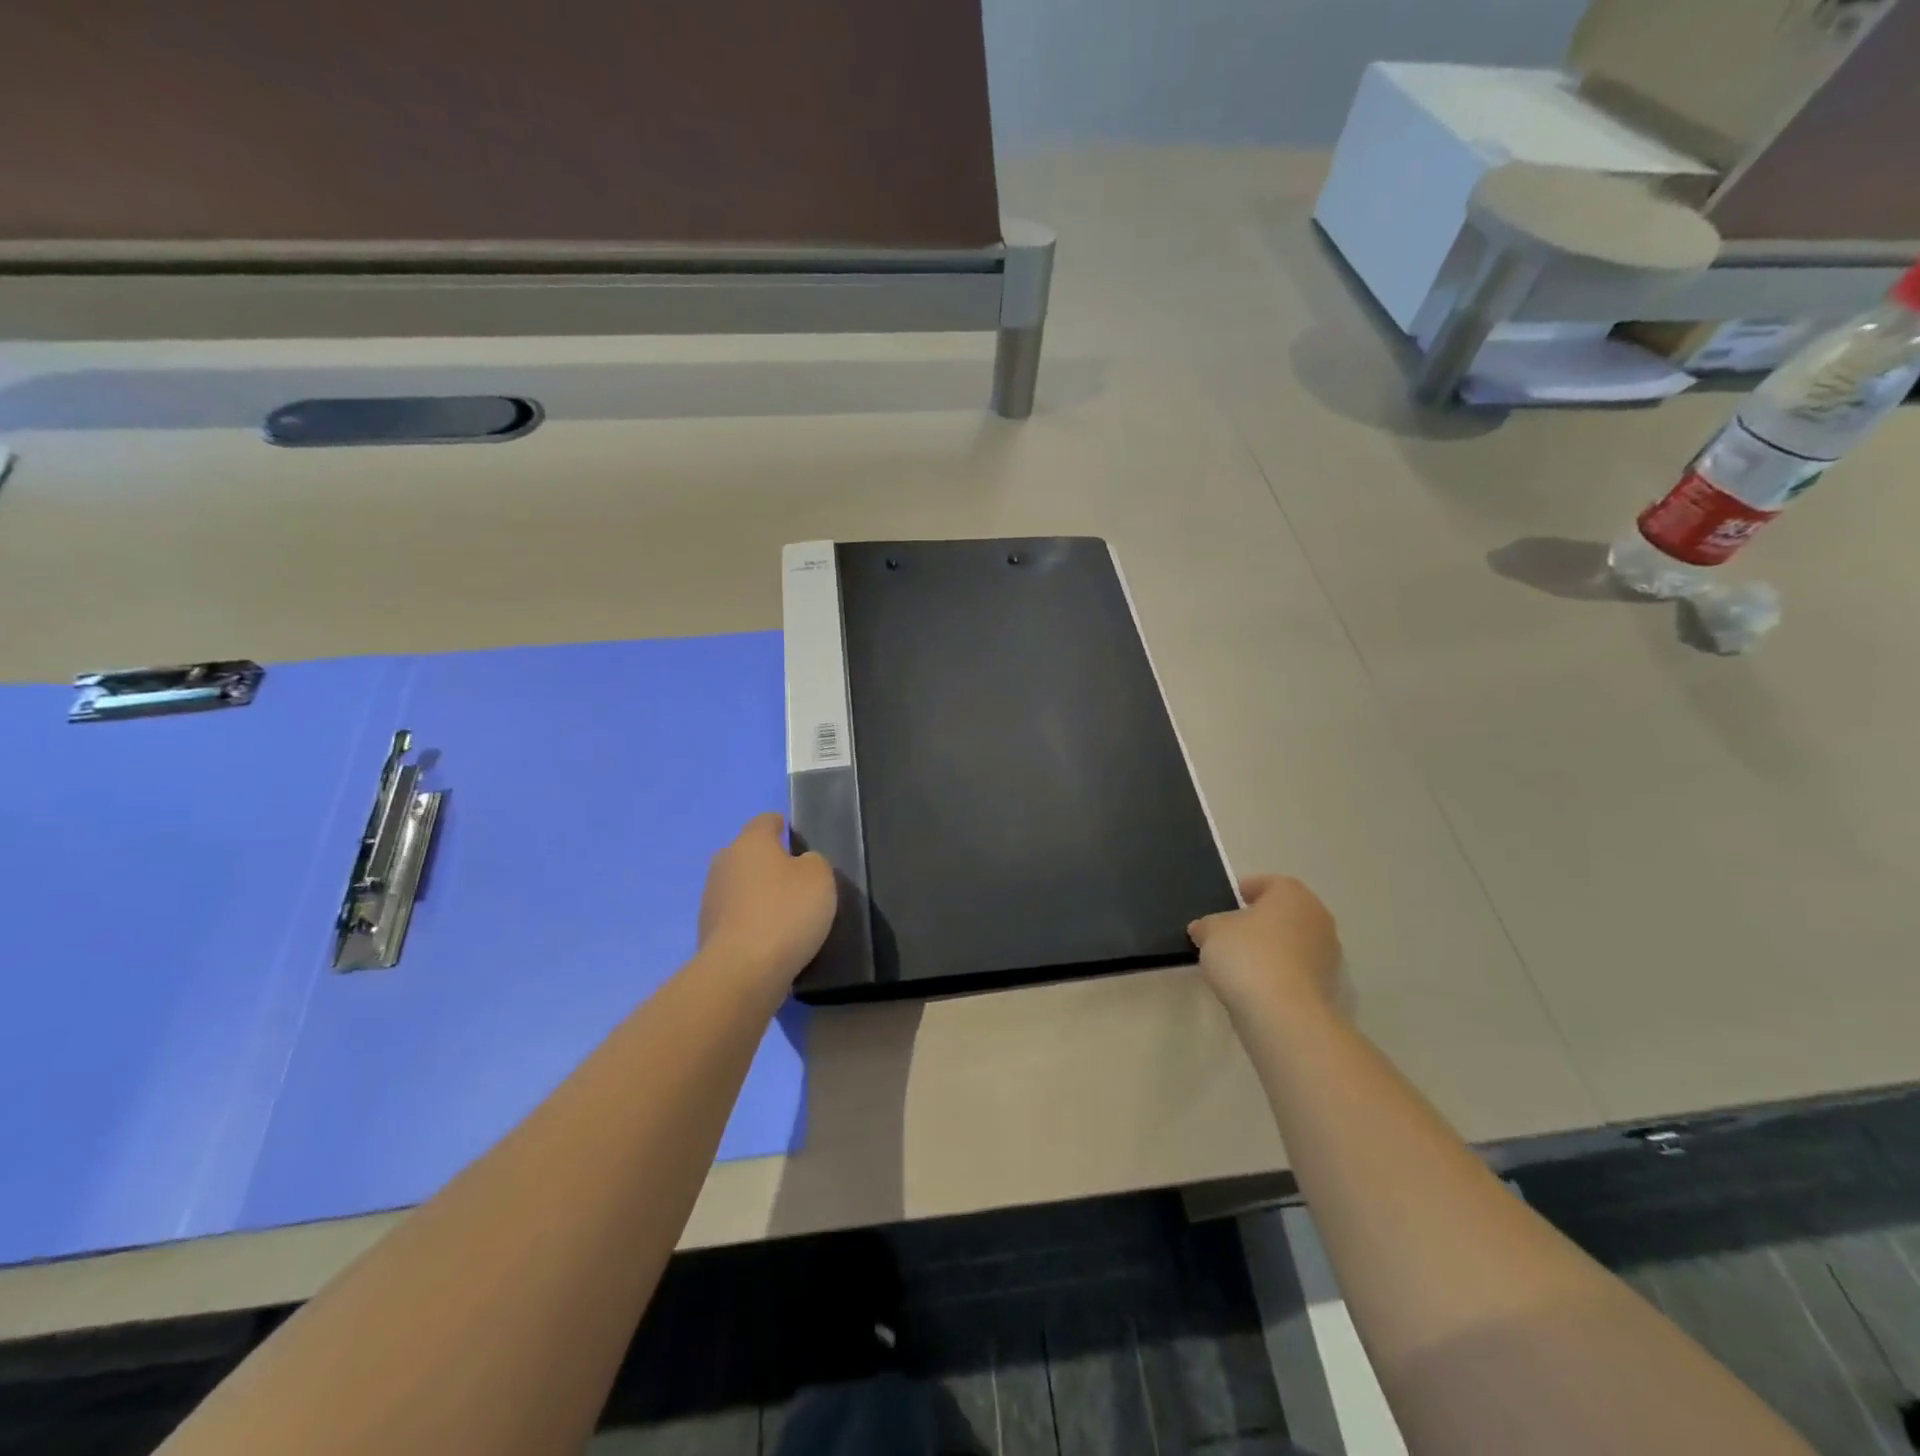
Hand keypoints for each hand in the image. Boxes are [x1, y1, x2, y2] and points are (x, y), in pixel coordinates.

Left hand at [698, 813, 837, 985]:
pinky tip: (768, 938)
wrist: (741, 971)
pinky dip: (749, 923)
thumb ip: (813, 862)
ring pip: (738, 886)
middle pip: (746, 853)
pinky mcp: (706, 932)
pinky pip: (734, 918)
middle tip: (794, 880)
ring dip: (755, 894)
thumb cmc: (785, 912)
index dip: (780, 826)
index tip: (794, 838)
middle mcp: (724, 863)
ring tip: (782, 914)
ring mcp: (710, 899)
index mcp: (750, 842)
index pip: (765, 821)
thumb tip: (800, 865)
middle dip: (766, 862)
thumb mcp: (820, 878)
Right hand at [1189, 875, 1341, 1017]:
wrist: (1283, 1014)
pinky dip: (1277, 971)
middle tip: (1229, 932)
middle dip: (1258, 921)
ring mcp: (1327, 954)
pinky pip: (1294, 969)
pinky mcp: (1326, 985)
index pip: (1266, 883)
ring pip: (1290, 941)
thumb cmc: (1247, 956)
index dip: (1243, 891)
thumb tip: (1204, 929)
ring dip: (1269, 948)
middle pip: (1282, 912)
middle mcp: (1317, 917)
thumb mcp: (1210, 932)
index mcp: (1292, 894)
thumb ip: (1206, 925)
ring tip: (1238, 962)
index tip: (1224, 904)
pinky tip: (1254, 984)